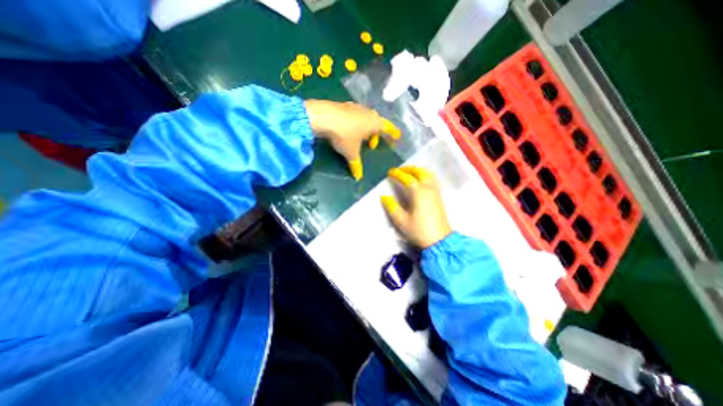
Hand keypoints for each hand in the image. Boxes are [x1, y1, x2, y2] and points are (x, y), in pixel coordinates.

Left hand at [303, 99, 400, 177]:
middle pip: (377, 123)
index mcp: (374, 123)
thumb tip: (358, 177)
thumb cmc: (344, 136)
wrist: (323, 117)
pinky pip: (356, 115)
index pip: (388, 128)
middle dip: (377, 134)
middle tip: (372, 145)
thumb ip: (356, 165)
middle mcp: (368, 113)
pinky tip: (349, 129)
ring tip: (360, 138)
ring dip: (366, 129)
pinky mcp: (344, 106)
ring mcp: (356, 107)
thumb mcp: (351, 153)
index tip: (397, 137)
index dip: (393, 134)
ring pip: (366, 118)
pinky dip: (356, 123)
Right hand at [380, 165, 450, 247]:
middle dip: (408, 169)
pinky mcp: (439, 197)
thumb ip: (391, 207)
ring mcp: (435, 192)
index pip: (406, 178)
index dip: (397, 174)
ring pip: (427, 174)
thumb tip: (384, 196)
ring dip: (418, 170)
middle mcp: (428, 188)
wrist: (440, 240)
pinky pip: (432, 179)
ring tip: (409, 173)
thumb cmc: (419, 230)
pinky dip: (425, 175)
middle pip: (419, 172)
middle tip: (399, 170)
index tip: (390, 172)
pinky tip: (421, 181)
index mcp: (418, 192)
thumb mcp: (401, 221)